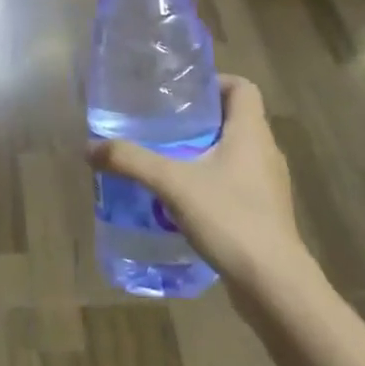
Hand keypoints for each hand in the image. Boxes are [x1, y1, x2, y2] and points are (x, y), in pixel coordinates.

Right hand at [87, 75, 308, 293]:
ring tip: (168, 160)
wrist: (273, 284)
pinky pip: (236, 182)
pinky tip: (184, 199)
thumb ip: (132, 161)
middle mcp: (266, 152)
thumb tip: (91, 147)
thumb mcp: (172, 184)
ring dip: (205, 152)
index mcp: (251, 132)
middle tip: (163, 124)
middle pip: (235, 119)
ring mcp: (268, 185)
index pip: (242, 87)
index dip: (215, 82)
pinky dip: (212, 181)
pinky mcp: (265, 213)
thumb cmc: (230, 218)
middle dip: (200, 119)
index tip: (182, 92)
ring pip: (235, 153)